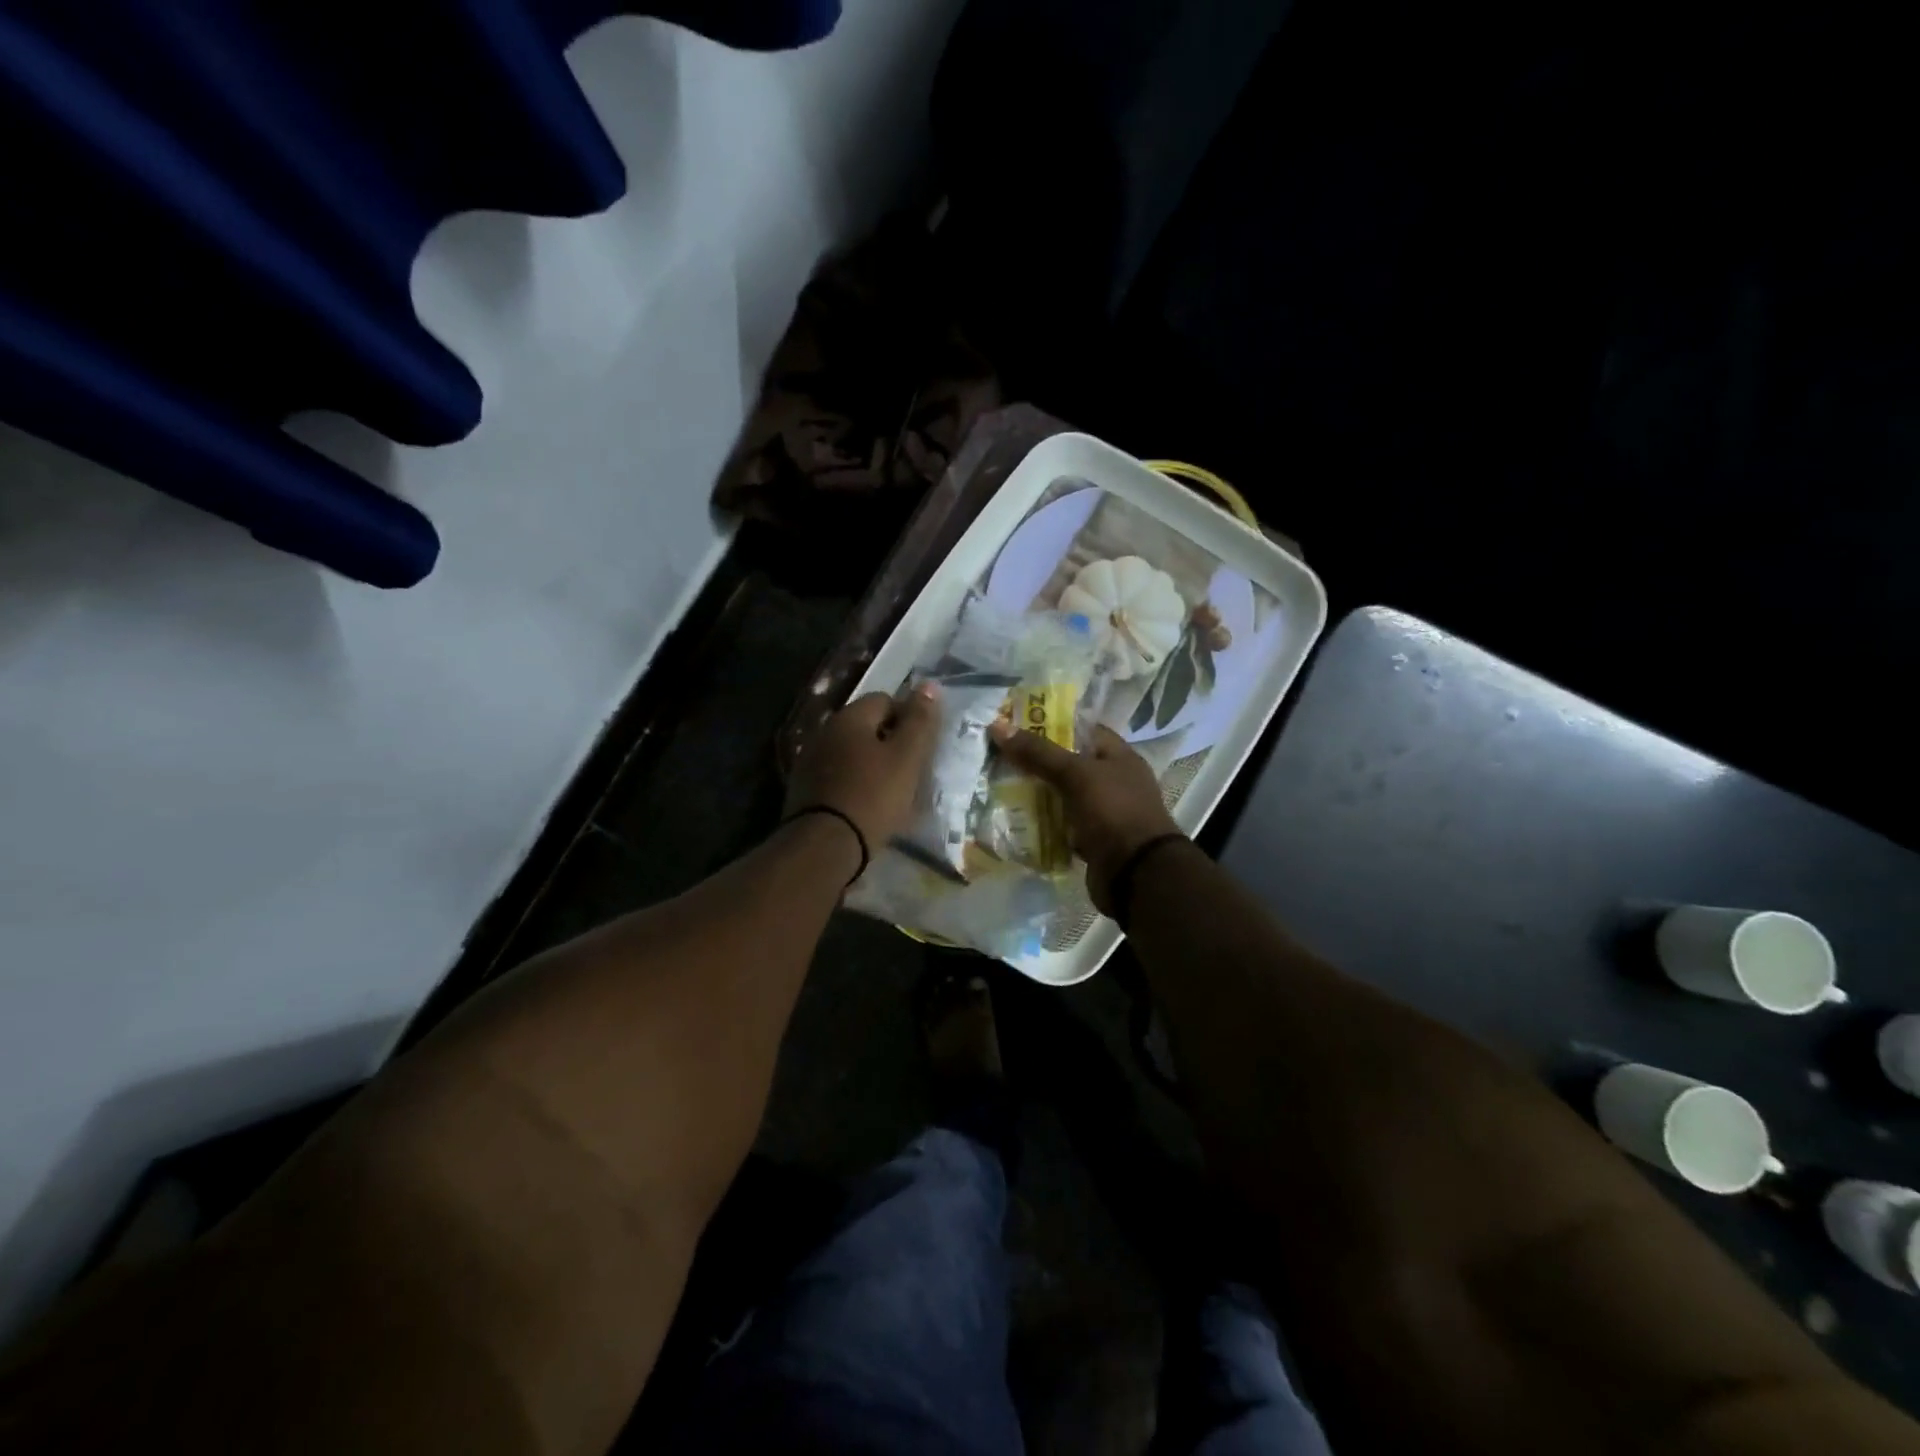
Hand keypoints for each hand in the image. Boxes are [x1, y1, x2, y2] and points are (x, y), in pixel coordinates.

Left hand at [786, 686, 941, 862]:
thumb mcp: (907, 757)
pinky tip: (866, 806)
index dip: (908, 719)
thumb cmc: (873, 796)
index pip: (885, 700)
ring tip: (891, 792)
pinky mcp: (803, 789)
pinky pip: (838, 777)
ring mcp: (809, 761)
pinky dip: (854, 784)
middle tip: (910, 771)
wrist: (824, 846)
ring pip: (851, 753)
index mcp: (849, 717)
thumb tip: (929, 685)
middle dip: (889, 743)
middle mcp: (824, 731)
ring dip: (871, 765)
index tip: (921, 748)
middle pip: (866, 727)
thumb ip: (919, 721)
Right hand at [988, 722, 1182, 914]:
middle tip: (1000, 757)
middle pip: (1069, 765)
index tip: (1017, 726)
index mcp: (1119, 757)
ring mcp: (1104, 813)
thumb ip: (1038, 752)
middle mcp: (1114, 782)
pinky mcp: (1093, 840)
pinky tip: (1016, 821)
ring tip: (1000, 786)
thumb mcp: (1076, 775)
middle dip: (1037, 762)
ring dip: (1038, 795)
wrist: (1137, 874)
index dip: (1052, 725)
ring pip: (1064, 797)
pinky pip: (1063, 826)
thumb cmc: (1113, 812)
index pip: (1083, 730)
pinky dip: (1044, 825)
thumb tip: (998, 725)